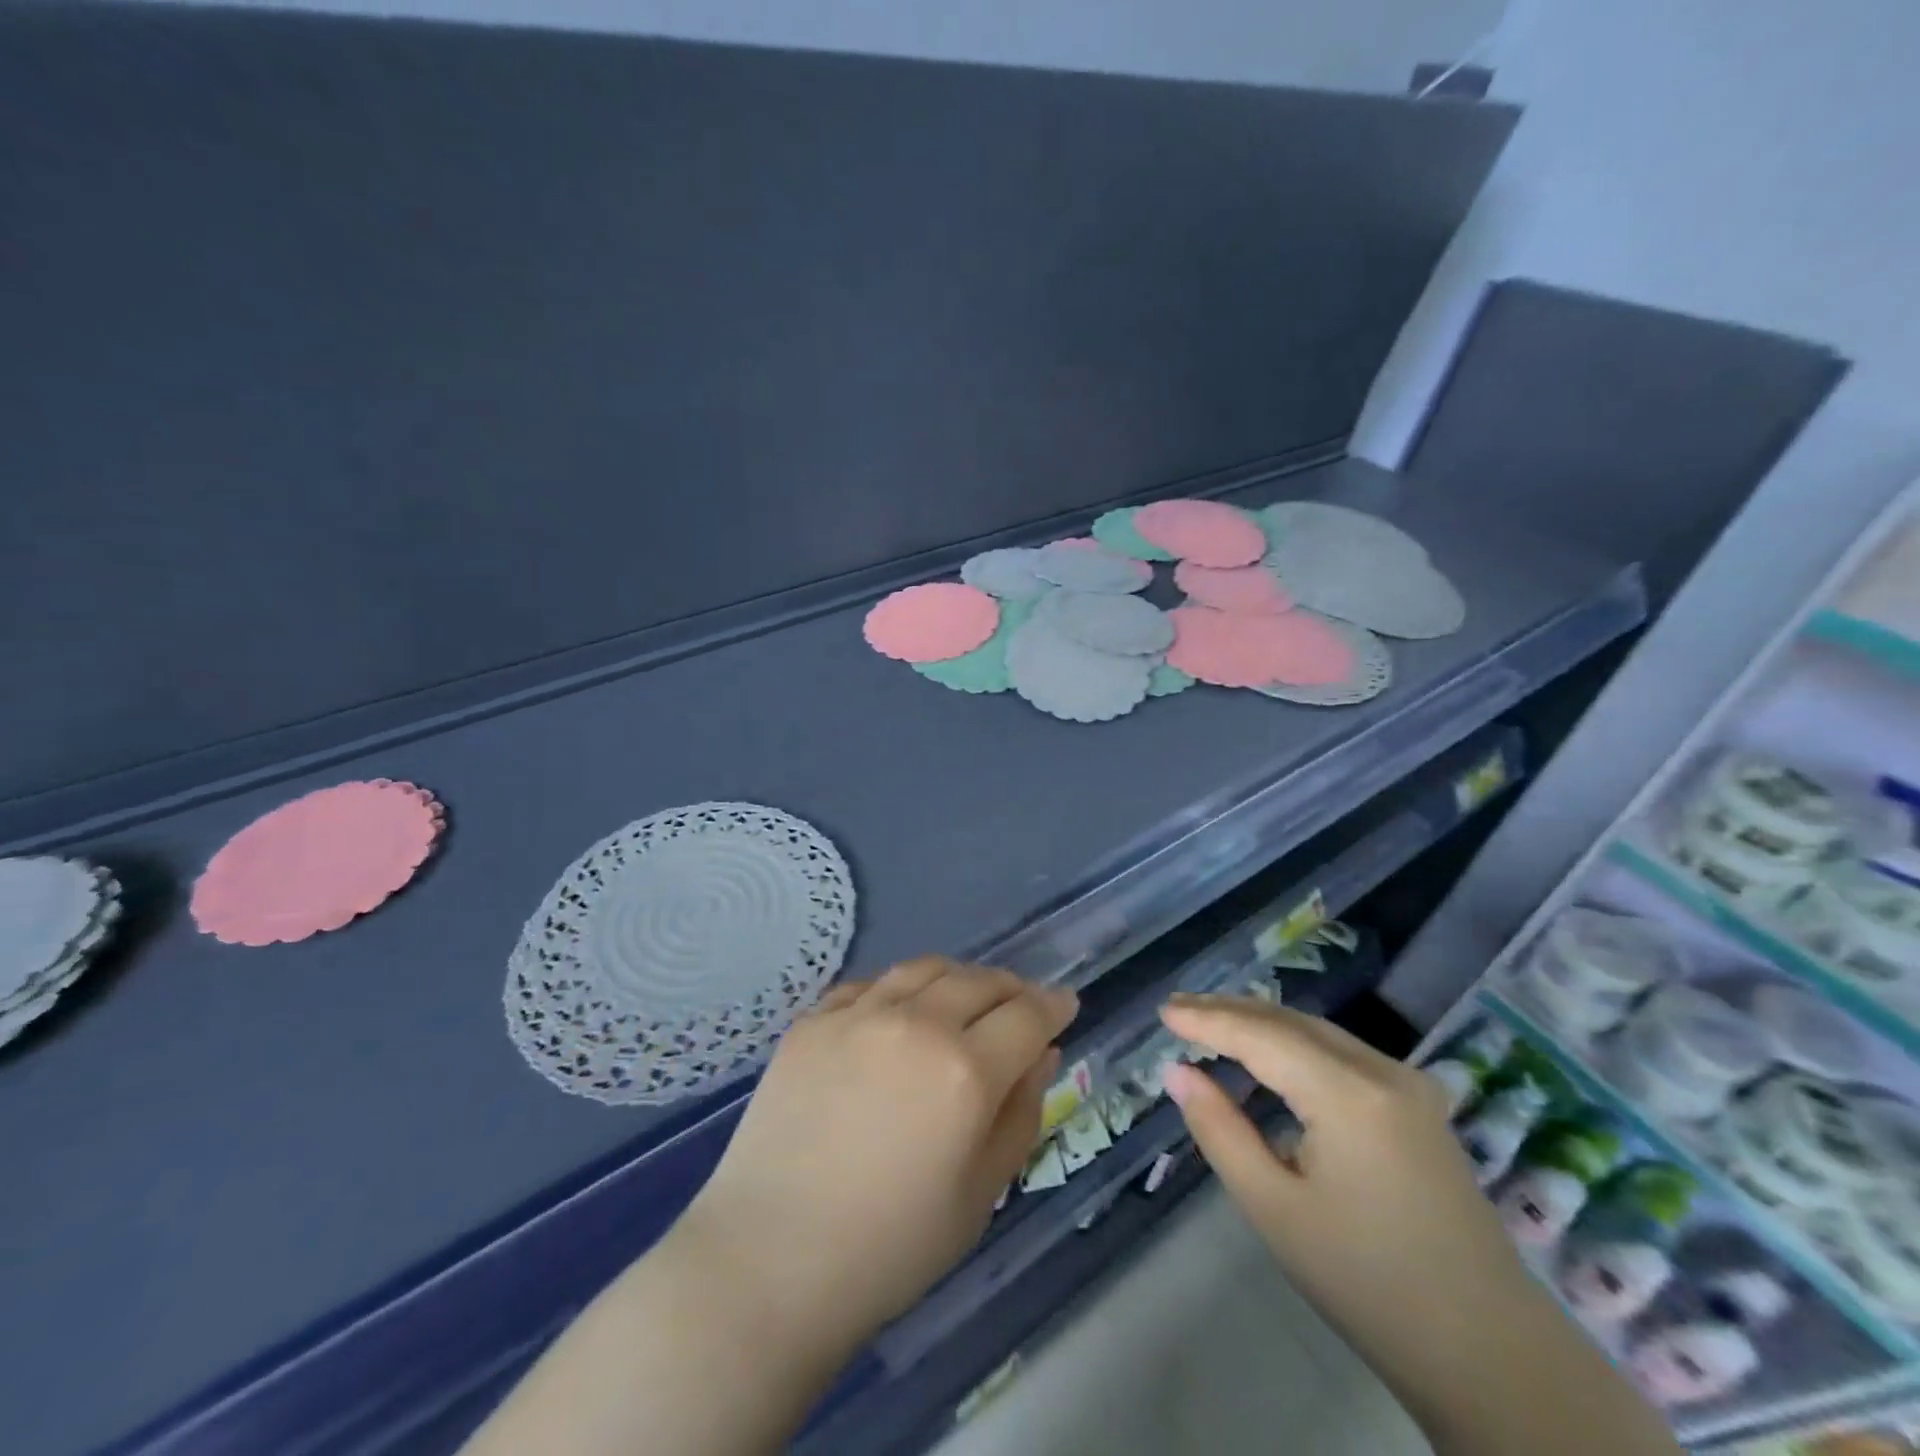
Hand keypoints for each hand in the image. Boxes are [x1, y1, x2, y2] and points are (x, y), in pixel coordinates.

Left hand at [682, 957, 1078, 1352]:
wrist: (770, 1260)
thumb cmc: (890, 1246)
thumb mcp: (980, 1194)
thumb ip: (1020, 1114)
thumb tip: (1042, 1054)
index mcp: (965, 1071)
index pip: (1027, 1015)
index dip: (1053, 1006)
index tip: (1066, 1004)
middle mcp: (915, 1024)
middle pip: (979, 981)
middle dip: (1011, 988)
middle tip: (1021, 1004)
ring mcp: (858, 1015)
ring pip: (924, 969)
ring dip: (958, 977)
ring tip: (965, 997)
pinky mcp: (813, 1020)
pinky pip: (870, 985)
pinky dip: (900, 989)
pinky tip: (900, 1012)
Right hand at [1157, 995, 1536, 1396]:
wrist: (1491, 1353)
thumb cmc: (1367, 1283)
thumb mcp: (1274, 1209)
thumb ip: (1220, 1130)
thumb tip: (1177, 1072)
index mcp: (1349, 1094)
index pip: (1261, 1035)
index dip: (1207, 1020)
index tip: (1163, 1012)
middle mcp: (1383, 1071)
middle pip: (1291, 1022)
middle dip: (1231, 1011)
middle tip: (1178, 1011)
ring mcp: (1409, 1085)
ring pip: (1317, 1032)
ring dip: (1261, 1024)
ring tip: (1210, 1024)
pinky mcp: (1419, 1104)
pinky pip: (1341, 1053)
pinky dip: (1294, 1045)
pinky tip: (1268, 1056)